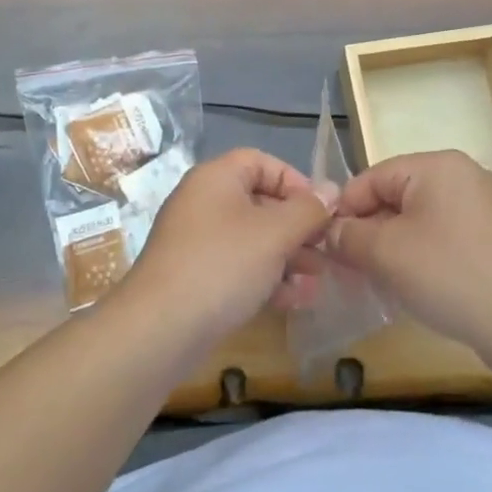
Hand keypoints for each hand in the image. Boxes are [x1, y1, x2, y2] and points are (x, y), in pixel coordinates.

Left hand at [121, 148, 331, 341]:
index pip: (261, 162)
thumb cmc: (223, 265)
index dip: (295, 181)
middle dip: (298, 227)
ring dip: (288, 257)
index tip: (321, 210)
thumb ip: (308, 210)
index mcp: (216, 178)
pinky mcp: (196, 277)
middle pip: (260, 202)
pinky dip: (266, 278)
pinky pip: (239, 267)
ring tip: (317, 281)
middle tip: (326, 251)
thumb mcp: (275, 233)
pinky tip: (294, 300)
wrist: (160, 329)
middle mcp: (203, 202)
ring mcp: (197, 241)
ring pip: (253, 239)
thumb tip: (332, 190)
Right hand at [320, 150, 491, 359]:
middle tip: (349, 270)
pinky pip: (442, 238)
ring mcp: (482, 208)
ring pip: (417, 221)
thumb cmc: (450, 274)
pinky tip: (412, 288)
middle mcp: (462, 176)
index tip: (328, 247)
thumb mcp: (386, 253)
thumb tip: (332, 232)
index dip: (345, 211)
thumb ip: (349, 236)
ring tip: (377, 283)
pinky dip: (421, 258)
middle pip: (395, 197)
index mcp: (436, 166)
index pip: (371, 177)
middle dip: (368, 232)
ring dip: (392, 249)